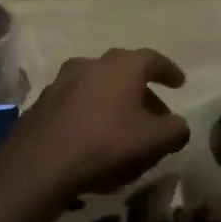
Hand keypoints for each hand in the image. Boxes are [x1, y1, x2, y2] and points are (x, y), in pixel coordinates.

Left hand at [0, 48, 189, 201]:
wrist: (41, 162)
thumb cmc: (106, 144)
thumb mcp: (155, 142)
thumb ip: (175, 130)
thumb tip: (178, 125)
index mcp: (122, 66)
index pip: (152, 59)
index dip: (169, 71)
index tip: (179, 83)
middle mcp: (91, 64)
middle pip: (123, 70)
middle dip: (142, 90)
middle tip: (155, 112)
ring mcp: (62, 81)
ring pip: (97, 85)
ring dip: (113, 100)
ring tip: (124, 126)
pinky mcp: (42, 102)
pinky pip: (75, 102)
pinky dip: (90, 112)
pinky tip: (93, 135)